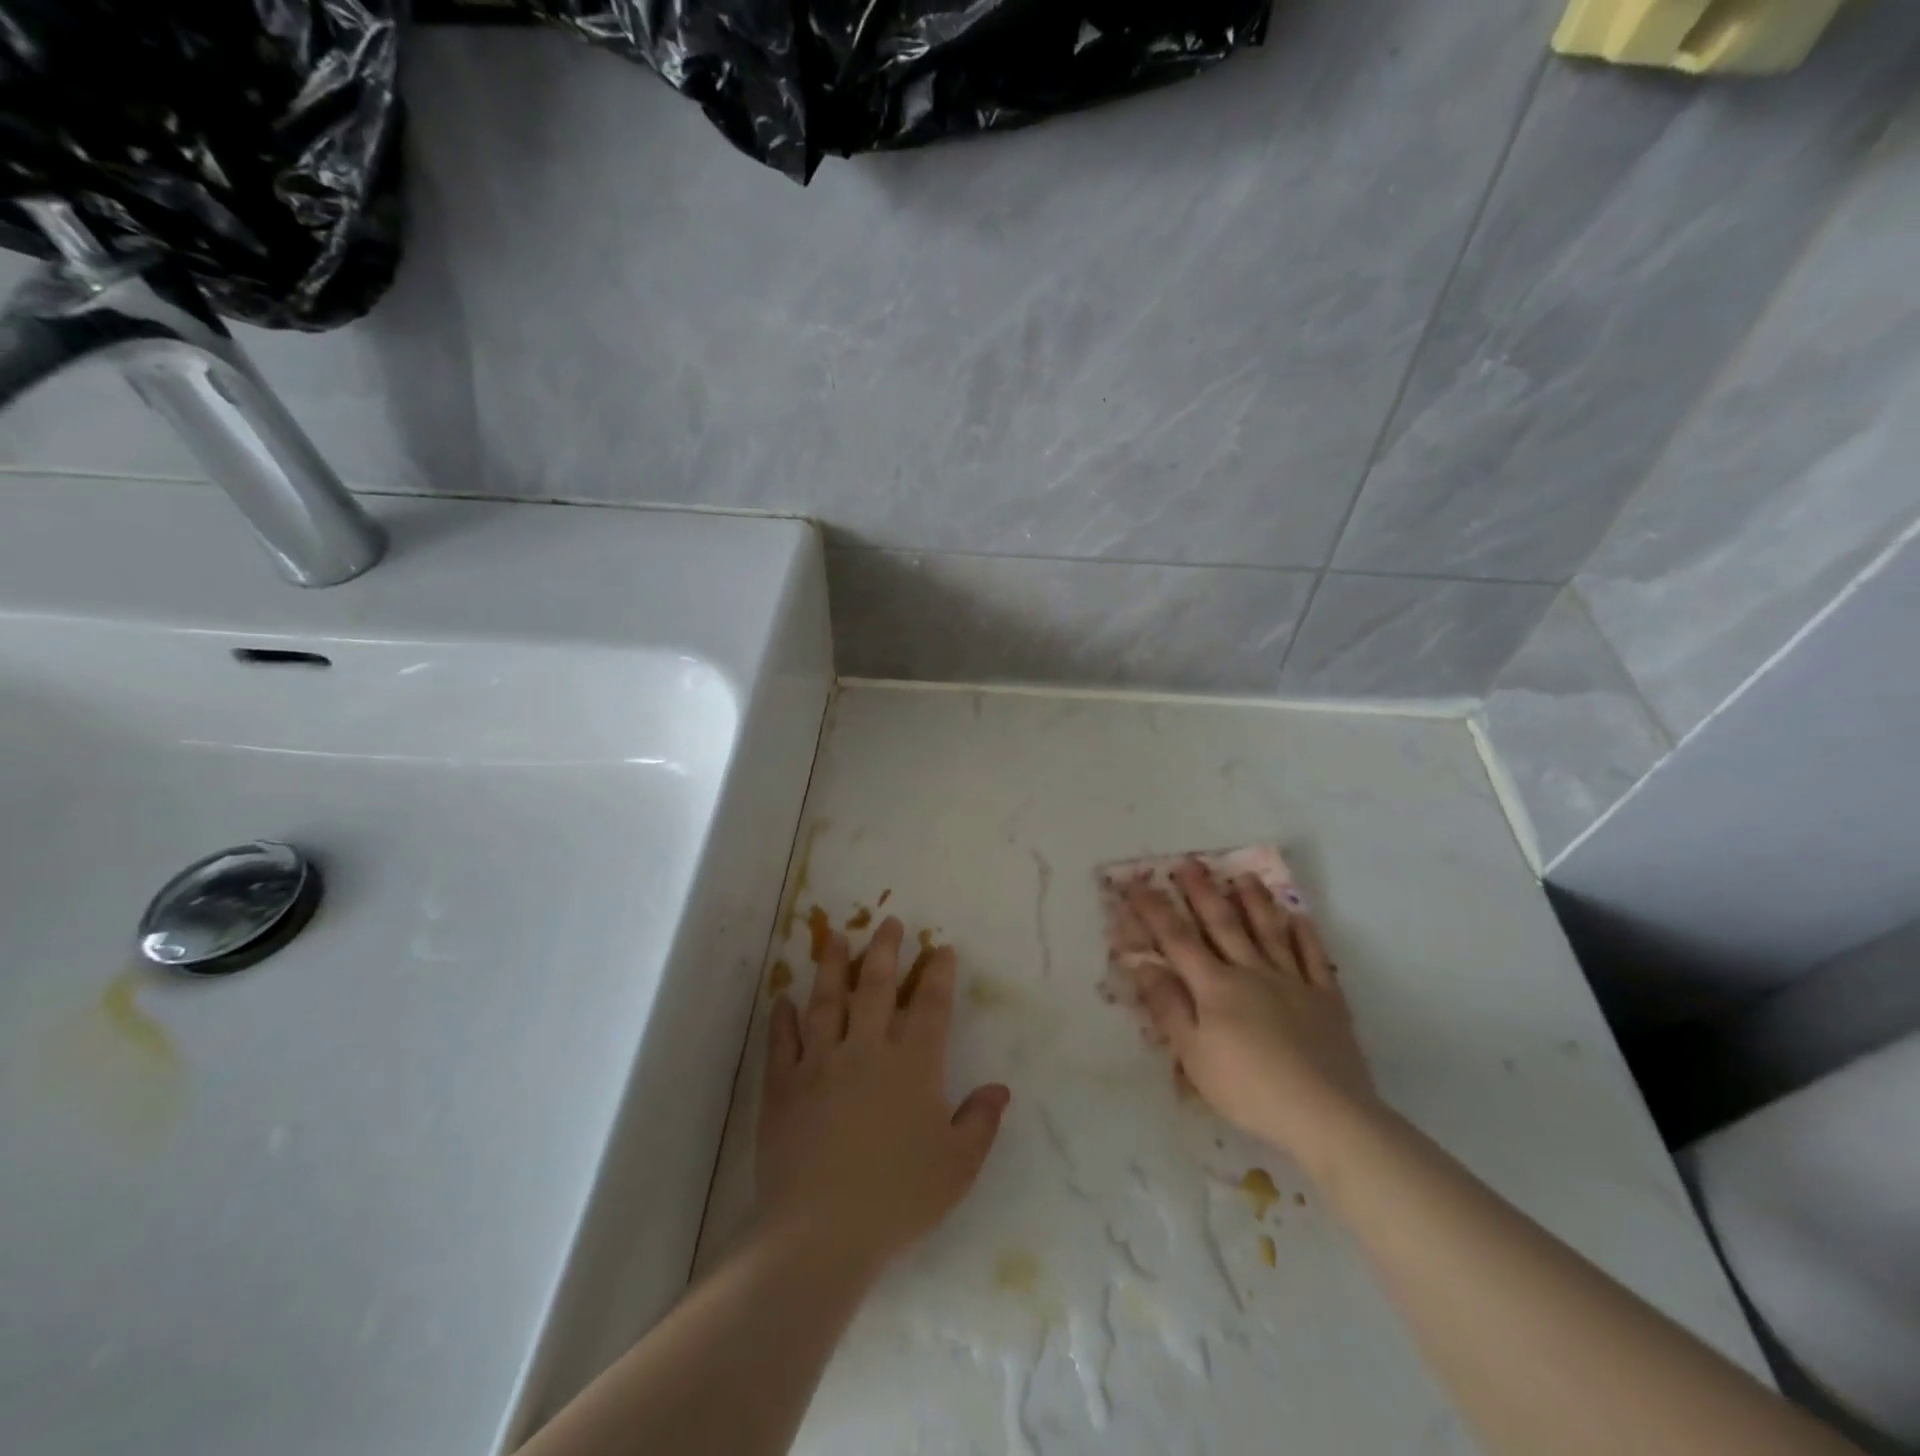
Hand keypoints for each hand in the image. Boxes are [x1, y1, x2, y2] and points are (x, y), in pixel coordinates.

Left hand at [755, 917, 1010, 1273]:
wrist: (822, 1233)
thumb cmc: (898, 1198)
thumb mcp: (957, 1167)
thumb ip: (980, 1122)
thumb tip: (999, 1088)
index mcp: (912, 1065)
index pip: (930, 1005)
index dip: (937, 973)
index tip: (941, 947)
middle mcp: (866, 1050)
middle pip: (875, 986)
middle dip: (885, 950)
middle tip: (888, 921)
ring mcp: (820, 1063)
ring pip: (826, 1001)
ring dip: (832, 966)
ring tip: (836, 937)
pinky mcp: (783, 1086)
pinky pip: (782, 1041)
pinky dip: (782, 1018)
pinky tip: (782, 999)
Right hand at [1125, 862, 1376, 1168]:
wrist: (1326, 1115)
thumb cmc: (1249, 1089)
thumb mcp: (1193, 1055)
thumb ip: (1169, 1006)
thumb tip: (1144, 964)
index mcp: (1216, 987)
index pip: (1177, 940)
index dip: (1155, 911)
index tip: (1137, 884)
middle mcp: (1252, 972)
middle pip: (1223, 924)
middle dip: (1202, 891)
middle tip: (1189, 862)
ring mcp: (1293, 982)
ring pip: (1269, 932)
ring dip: (1254, 901)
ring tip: (1243, 876)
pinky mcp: (1326, 1000)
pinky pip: (1314, 958)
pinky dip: (1305, 935)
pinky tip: (1299, 918)